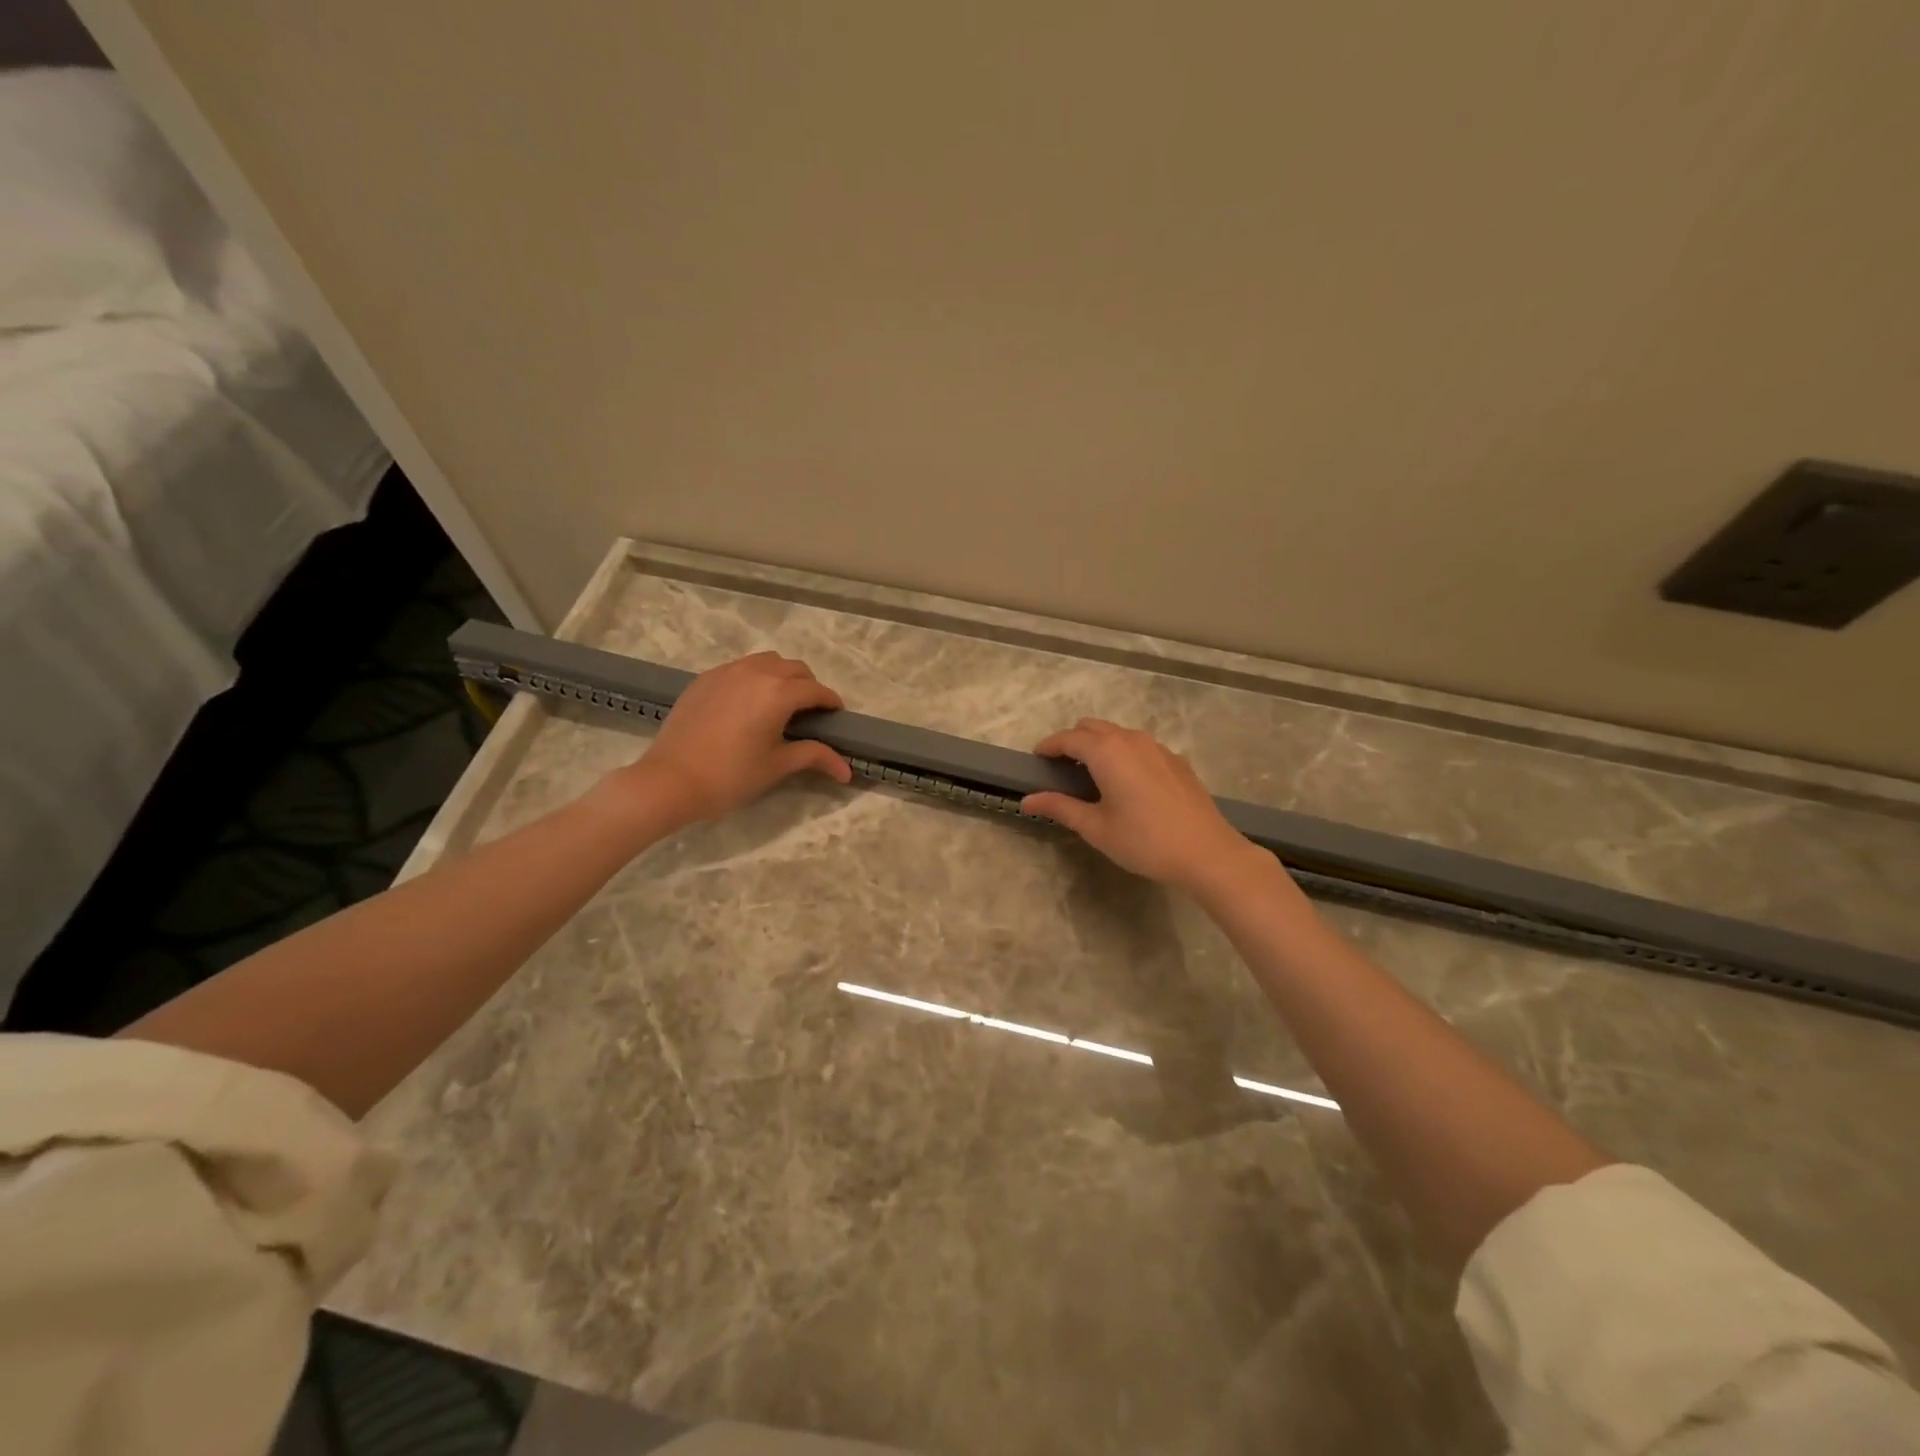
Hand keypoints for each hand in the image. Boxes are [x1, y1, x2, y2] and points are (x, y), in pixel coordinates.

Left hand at [616, 652, 852, 826]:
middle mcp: (755, 672)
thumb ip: (814, 756)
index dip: (831, 702)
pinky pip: (740, 668)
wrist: (670, 780)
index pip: (816, 690)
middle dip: (808, 687)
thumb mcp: (777, 766)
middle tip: (809, 713)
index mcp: (778, 692)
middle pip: (794, 669)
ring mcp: (726, 672)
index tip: (836, 717)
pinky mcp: (705, 679)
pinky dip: (754, 678)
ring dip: (782, 676)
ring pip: (767, 662)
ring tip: (780, 703)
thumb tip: (846, 770)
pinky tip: (748, 704)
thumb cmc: (730, 776)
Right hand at [1021, 719, 1261, 893]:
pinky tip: (1126, 783)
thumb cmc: (1145, 841)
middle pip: (1092, 727)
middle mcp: (1131, 740)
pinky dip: (1123, 753)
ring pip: (1118, 734)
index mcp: (1107, 752)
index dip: (1049, 746)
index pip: (1068, 738)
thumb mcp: (1096, 827)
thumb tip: (1028, 801)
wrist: (1207, 852)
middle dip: (1072, 741)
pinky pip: (1139, 746)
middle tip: (1061, 770)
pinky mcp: (1176, 760)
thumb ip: (1060, 808)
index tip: (1036, 760)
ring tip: (1091, 776)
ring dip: (1098, 745)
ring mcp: (1158, 747)